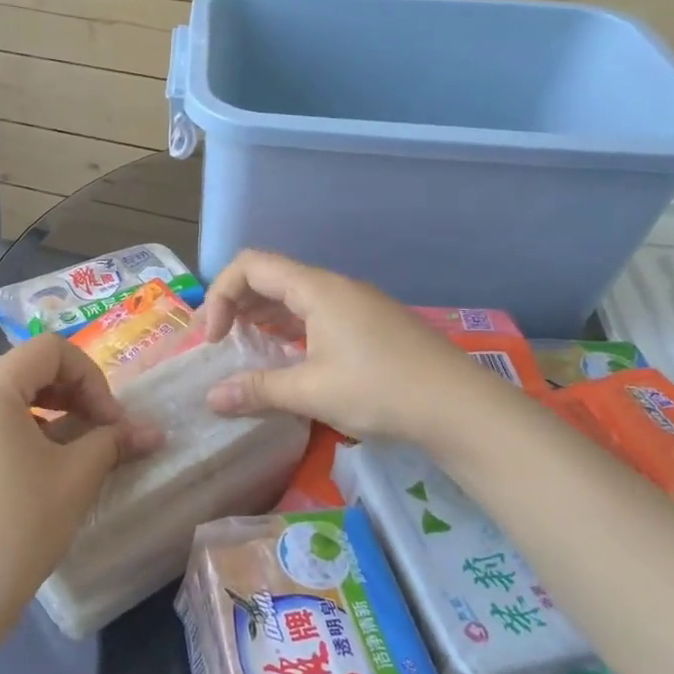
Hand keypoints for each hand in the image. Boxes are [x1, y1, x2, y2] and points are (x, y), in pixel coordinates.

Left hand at [0, 334, 161, 637]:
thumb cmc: (21, 523)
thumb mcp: (77, 475)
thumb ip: (115, 440)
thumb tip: (154, 432)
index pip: (50, 350)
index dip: (92, 377)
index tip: (112, 421)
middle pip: (27, 370)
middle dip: (74, 394)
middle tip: (102, 433)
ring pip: (7, 399)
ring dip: (51, 414)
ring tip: (76, 453)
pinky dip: (22, 433)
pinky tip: (41, 472)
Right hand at [199, 250, 488, 441]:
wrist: (461, 408)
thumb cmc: (380, 390)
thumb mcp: (312, 392)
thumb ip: (257, 390)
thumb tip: (211, 398)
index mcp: (317, 289)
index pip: (251, 265)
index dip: (220, 294)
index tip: (213, 339)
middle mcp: (335, 287)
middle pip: (271, 277)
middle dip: (237, 305)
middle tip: (221, 345)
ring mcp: (357, 305)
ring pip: (295, 298)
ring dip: (263, 319)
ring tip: (248, 352)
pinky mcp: (371, 325)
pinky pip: (317, 315)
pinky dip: (290, 330)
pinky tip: (289, 360)